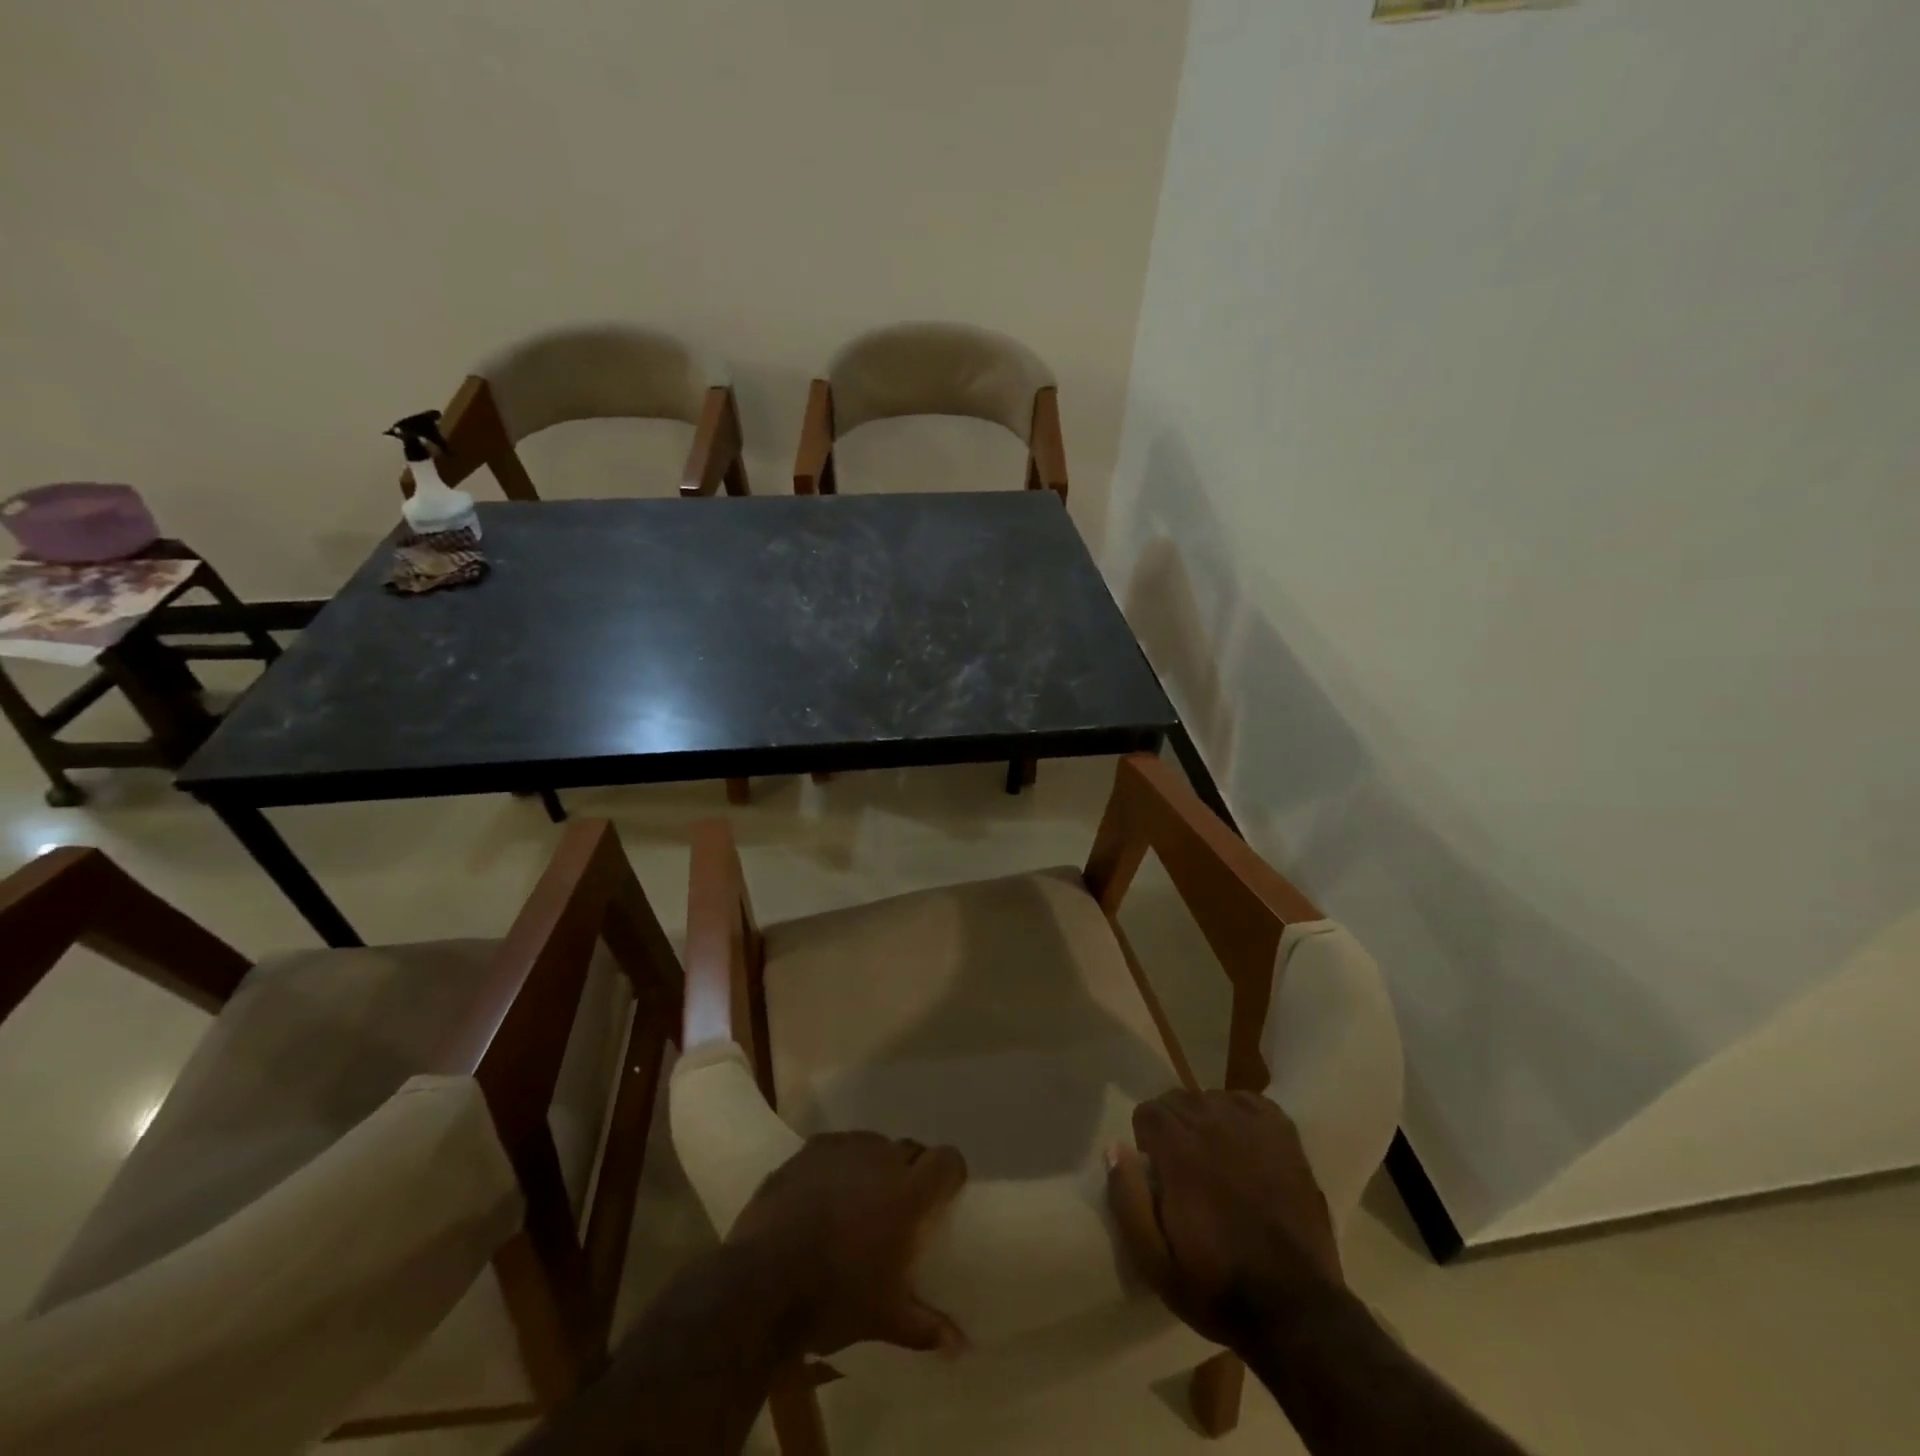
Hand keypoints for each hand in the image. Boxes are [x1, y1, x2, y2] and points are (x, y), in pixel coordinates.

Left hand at [728, 1131, 968, 1356]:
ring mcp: (842, 1148)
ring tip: (859, 1200)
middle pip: (910, 1150)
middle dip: (911, 1172)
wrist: (760, 1284)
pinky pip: (837, 1148)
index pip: (947, 1160)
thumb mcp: (884, 1320)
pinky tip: (824, 1194)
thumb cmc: (832, 1299)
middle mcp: (881, 1157)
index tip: (945, 1196)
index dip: (950, 1174)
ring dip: (874, 1167)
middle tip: (899, 1208)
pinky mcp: (809, 1150)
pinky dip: (839, 1165)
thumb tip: (960, 1346)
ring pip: (873, 1145)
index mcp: (908, 1193)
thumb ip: (925, 1326)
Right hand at [1107, 1090, 1342, 1349]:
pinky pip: (1247, 1102)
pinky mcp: (1283, 1132)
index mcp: (1180, 1150)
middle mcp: (1213, 1123)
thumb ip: (1127, 1198)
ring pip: (1211, 1099)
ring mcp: (1252, 1124)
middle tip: (1186, 1172)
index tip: (1160, 1176)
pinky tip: (1245, 1148)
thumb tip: (1114, 1147)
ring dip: (1205, 1122)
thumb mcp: (1154, 1261)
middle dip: (1174, 1129)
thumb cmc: (1218, 1287)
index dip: (1148, 1144)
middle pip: (1178, 1100)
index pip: (1148, 1112)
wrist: (1297, 1310)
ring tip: (1217, 1162)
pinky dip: (1240, 1117)